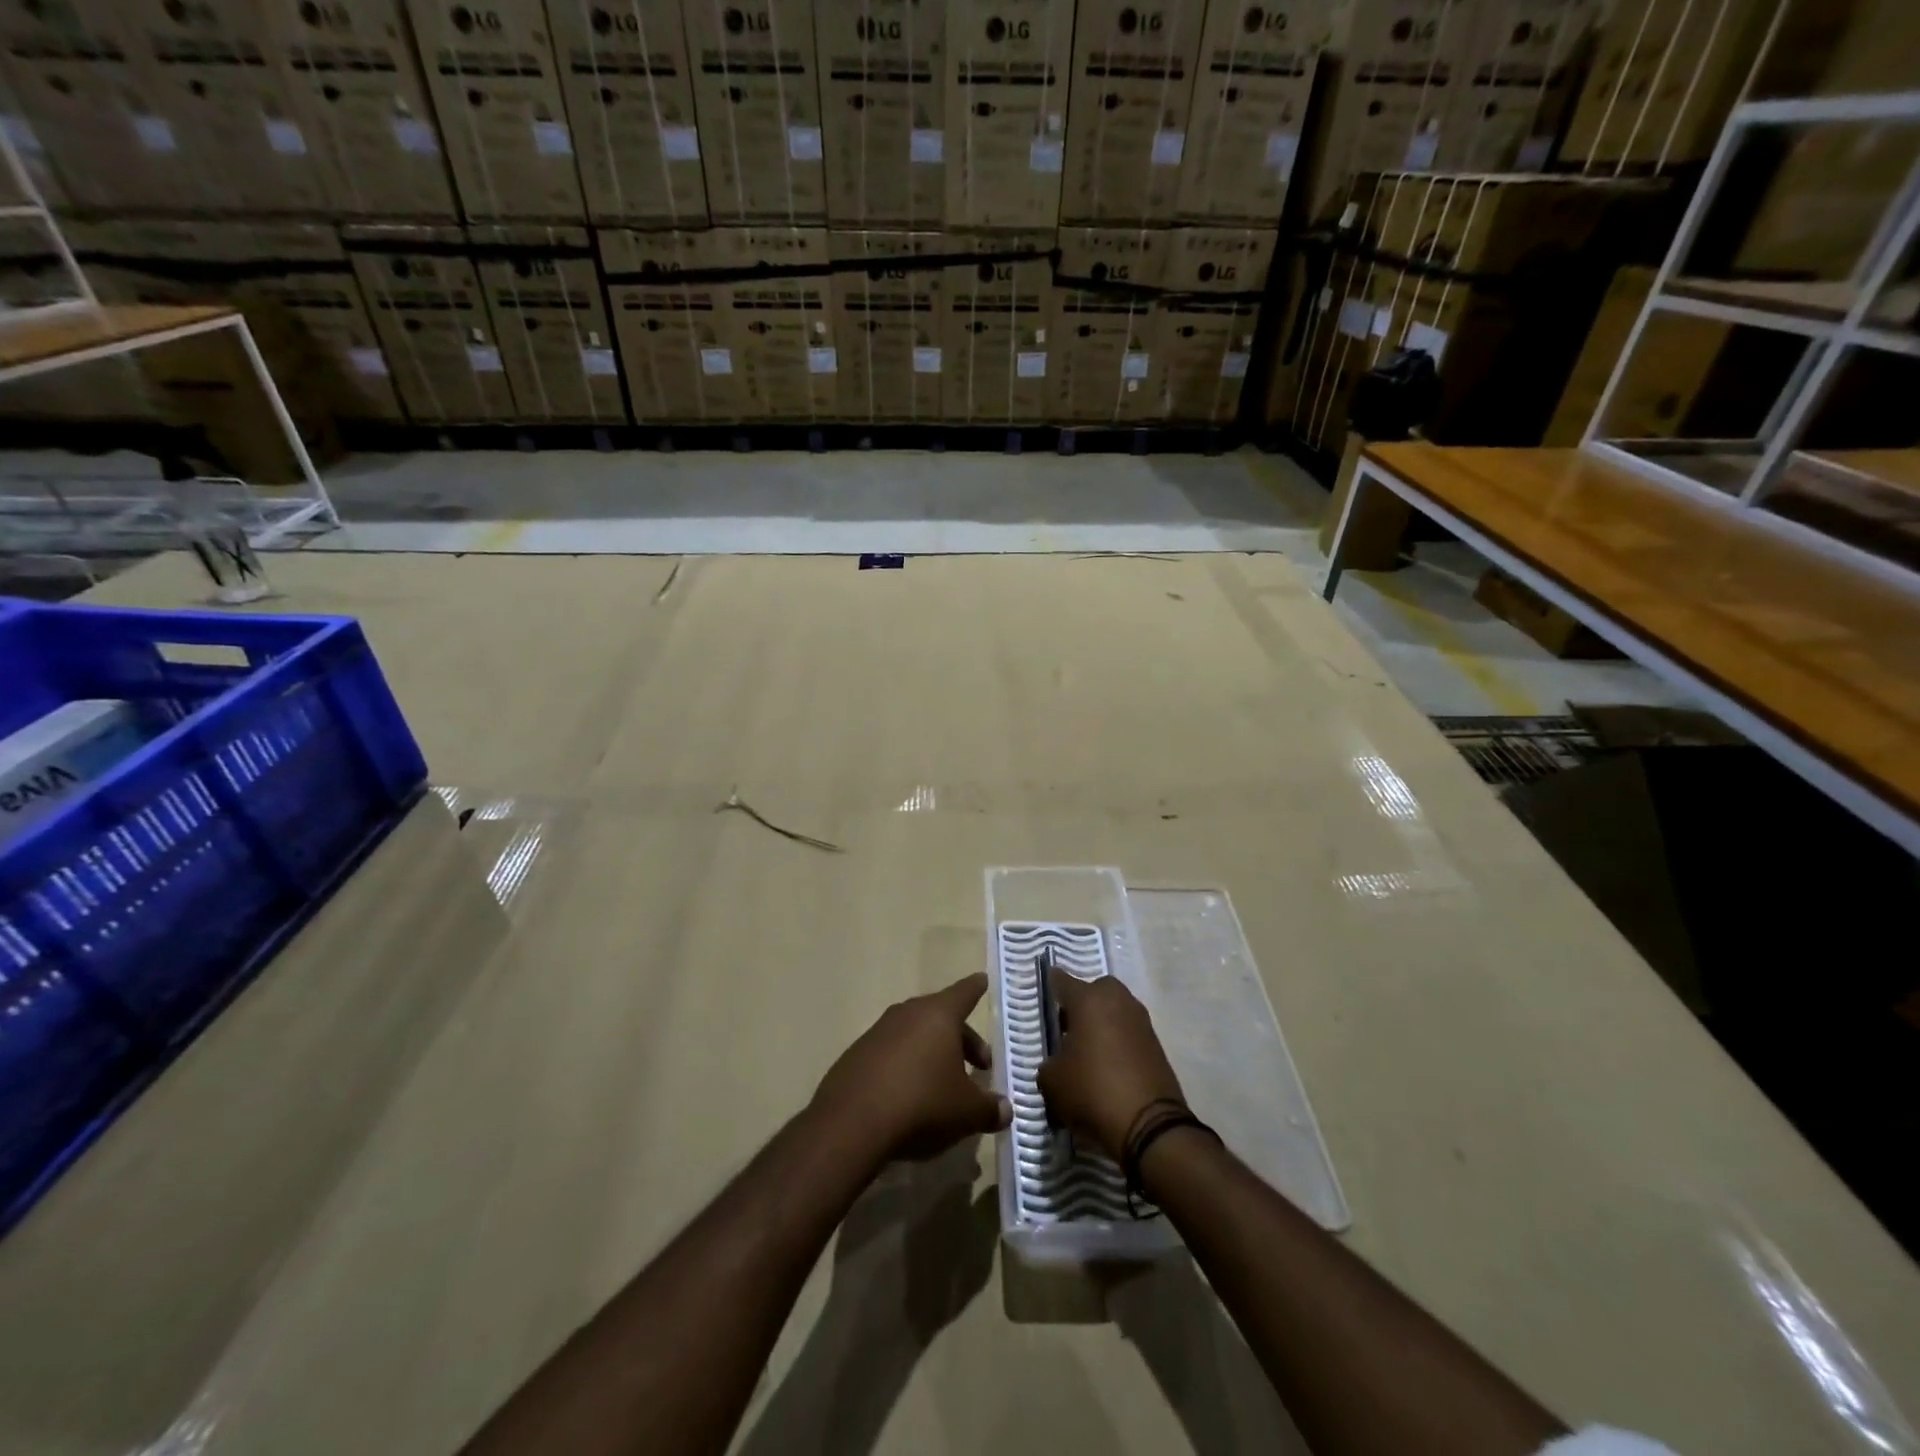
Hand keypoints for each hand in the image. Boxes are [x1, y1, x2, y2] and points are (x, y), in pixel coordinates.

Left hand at [812, 974, 1012, 1164]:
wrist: (851, 1124)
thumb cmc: (922, 1104)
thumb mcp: (966, 1112)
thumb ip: (990, 1109)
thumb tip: (1005, 1110)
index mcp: (938, 1015)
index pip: (964, 993)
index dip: (976, 988)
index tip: (982, 979)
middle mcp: (907, 1014)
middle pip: (940, 1016)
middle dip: (962, 1037)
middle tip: (980, 1063)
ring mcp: (877, 1033)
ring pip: (914, 1034)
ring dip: (932, 1053)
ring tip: (944, 1083)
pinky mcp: (856, 1056)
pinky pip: (890, 1054)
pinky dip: (905, 1067)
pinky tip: (909, 1097)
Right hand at [1037, 968, 1184, 1160]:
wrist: (1149, 1125)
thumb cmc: (1092, 1090)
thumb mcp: (1052, 1081)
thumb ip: (1049, 1063)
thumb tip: (1058, 1063)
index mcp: (1088, 999)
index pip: (1061, 980)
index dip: (1050, 987)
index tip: (1043, 995)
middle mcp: (1117, 1000)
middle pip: (1094, 990)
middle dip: (1081, 1004)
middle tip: (1068, 1028)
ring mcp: (1141, 1020)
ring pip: (1114, 1010)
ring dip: (1102, 1023)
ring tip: (1087, 1051)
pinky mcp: (1156, 1044)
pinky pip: (1129, 1032)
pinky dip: (1118, 1042)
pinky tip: (1107, 1066)